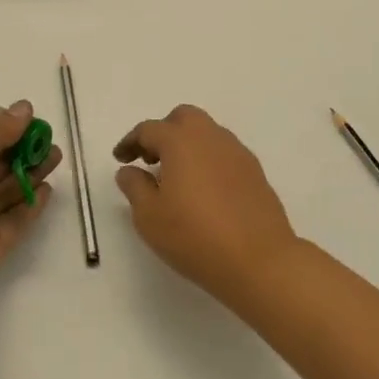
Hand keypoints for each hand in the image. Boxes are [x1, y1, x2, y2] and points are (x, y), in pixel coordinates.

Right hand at [113, 104, 298, 309]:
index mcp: (181, 141)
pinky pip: (224, 152)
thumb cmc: (195, 236)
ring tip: (176, 177)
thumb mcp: (149, 217)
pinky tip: (204, 189)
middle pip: (183, 118)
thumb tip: (129, 170)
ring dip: (187, 144)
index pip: (149, 129)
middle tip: (150, 160)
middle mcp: (210, 136)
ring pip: (207, 132)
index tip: (120, 159)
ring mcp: (236, 151)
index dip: (130, 142)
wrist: (258, 259)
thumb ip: (135, 187)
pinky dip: (207, 159)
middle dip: (163, 132)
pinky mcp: (254, 170)